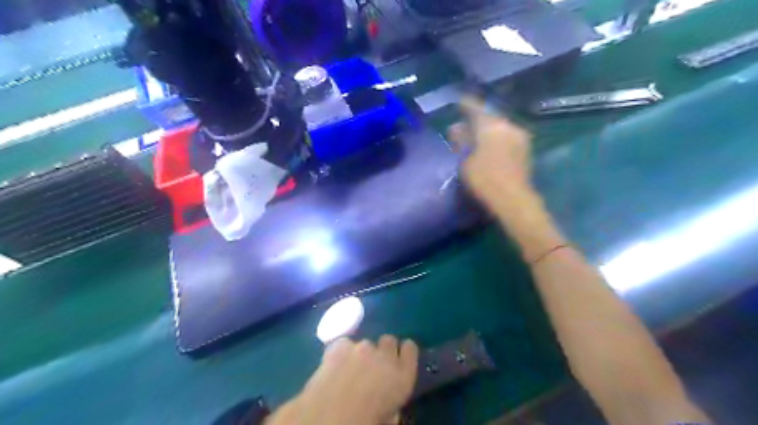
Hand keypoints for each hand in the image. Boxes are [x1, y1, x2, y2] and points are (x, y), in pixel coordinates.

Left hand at [268, 335, 420, 424]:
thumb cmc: (364, 423)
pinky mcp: (341, 345)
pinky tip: (335, 365)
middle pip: (389, 340)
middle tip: (374, 367)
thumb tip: (389, 405)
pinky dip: (341, 352)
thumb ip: (393, 404)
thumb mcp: (389, 419)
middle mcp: (385, 356)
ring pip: (366, 343)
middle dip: (383, 350)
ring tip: (350, 370)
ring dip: (361, 353)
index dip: (404, 353)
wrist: (330, 417)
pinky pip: (345, 343)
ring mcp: (363, 347)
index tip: (398, 360)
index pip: (411, 349)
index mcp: (403, 376)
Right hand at [445, 96, 535, 211]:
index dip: (465, 104)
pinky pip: (506, 137)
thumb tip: (456, 128)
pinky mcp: (525, 149)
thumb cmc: (484, 179)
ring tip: (475, 140)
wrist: (513, 199)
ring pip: (499, 127)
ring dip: (486, 131)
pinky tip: (488, 148)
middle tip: (463, 128)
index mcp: (490, 125)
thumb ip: (461, 141)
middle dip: (475, 121)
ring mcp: (519, 137)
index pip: (475, 107)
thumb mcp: (465, 160)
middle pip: (488, 117)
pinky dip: (495, 139)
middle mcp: (507, 125)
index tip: (458, 102)